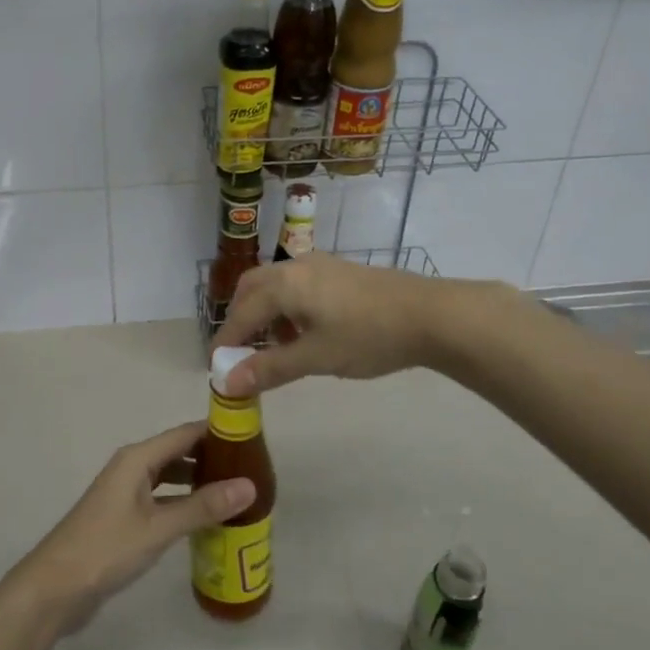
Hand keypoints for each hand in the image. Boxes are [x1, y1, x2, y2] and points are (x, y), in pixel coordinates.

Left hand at [14, 422, 256, 633]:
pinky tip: (206, 519)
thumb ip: (203, 506)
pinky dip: (184, 503)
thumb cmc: (106, 549)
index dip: (218, 432)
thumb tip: (250, 485)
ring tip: (236, 493)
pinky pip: (162, 499)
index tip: (253, 437)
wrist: (54, 588)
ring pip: (170, 477)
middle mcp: (132, 467)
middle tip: (253, 470)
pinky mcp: (124, 517)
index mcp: (137, 458)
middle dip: (212, 458)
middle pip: (179, 452)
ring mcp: (126, 492)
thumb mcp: (158, 528)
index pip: (186, 433)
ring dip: (199, 482)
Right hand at [212, 252, 443, 394]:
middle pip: (252, 288)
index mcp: (284, 284)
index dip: (227, 340)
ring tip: (276, 348)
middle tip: (241, 351)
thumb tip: (227, 383)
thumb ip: (270, 368)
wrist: (431, 315)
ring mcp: (320, 266)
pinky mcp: (339, 272)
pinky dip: (288, 308)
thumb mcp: (316, 357)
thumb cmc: (368, 336)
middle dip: (241, 319)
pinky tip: (306, 333)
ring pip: (276, 285)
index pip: (242, 313)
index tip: (217, 367)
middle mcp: (296, 266)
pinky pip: (298, 286)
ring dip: (266, 313)